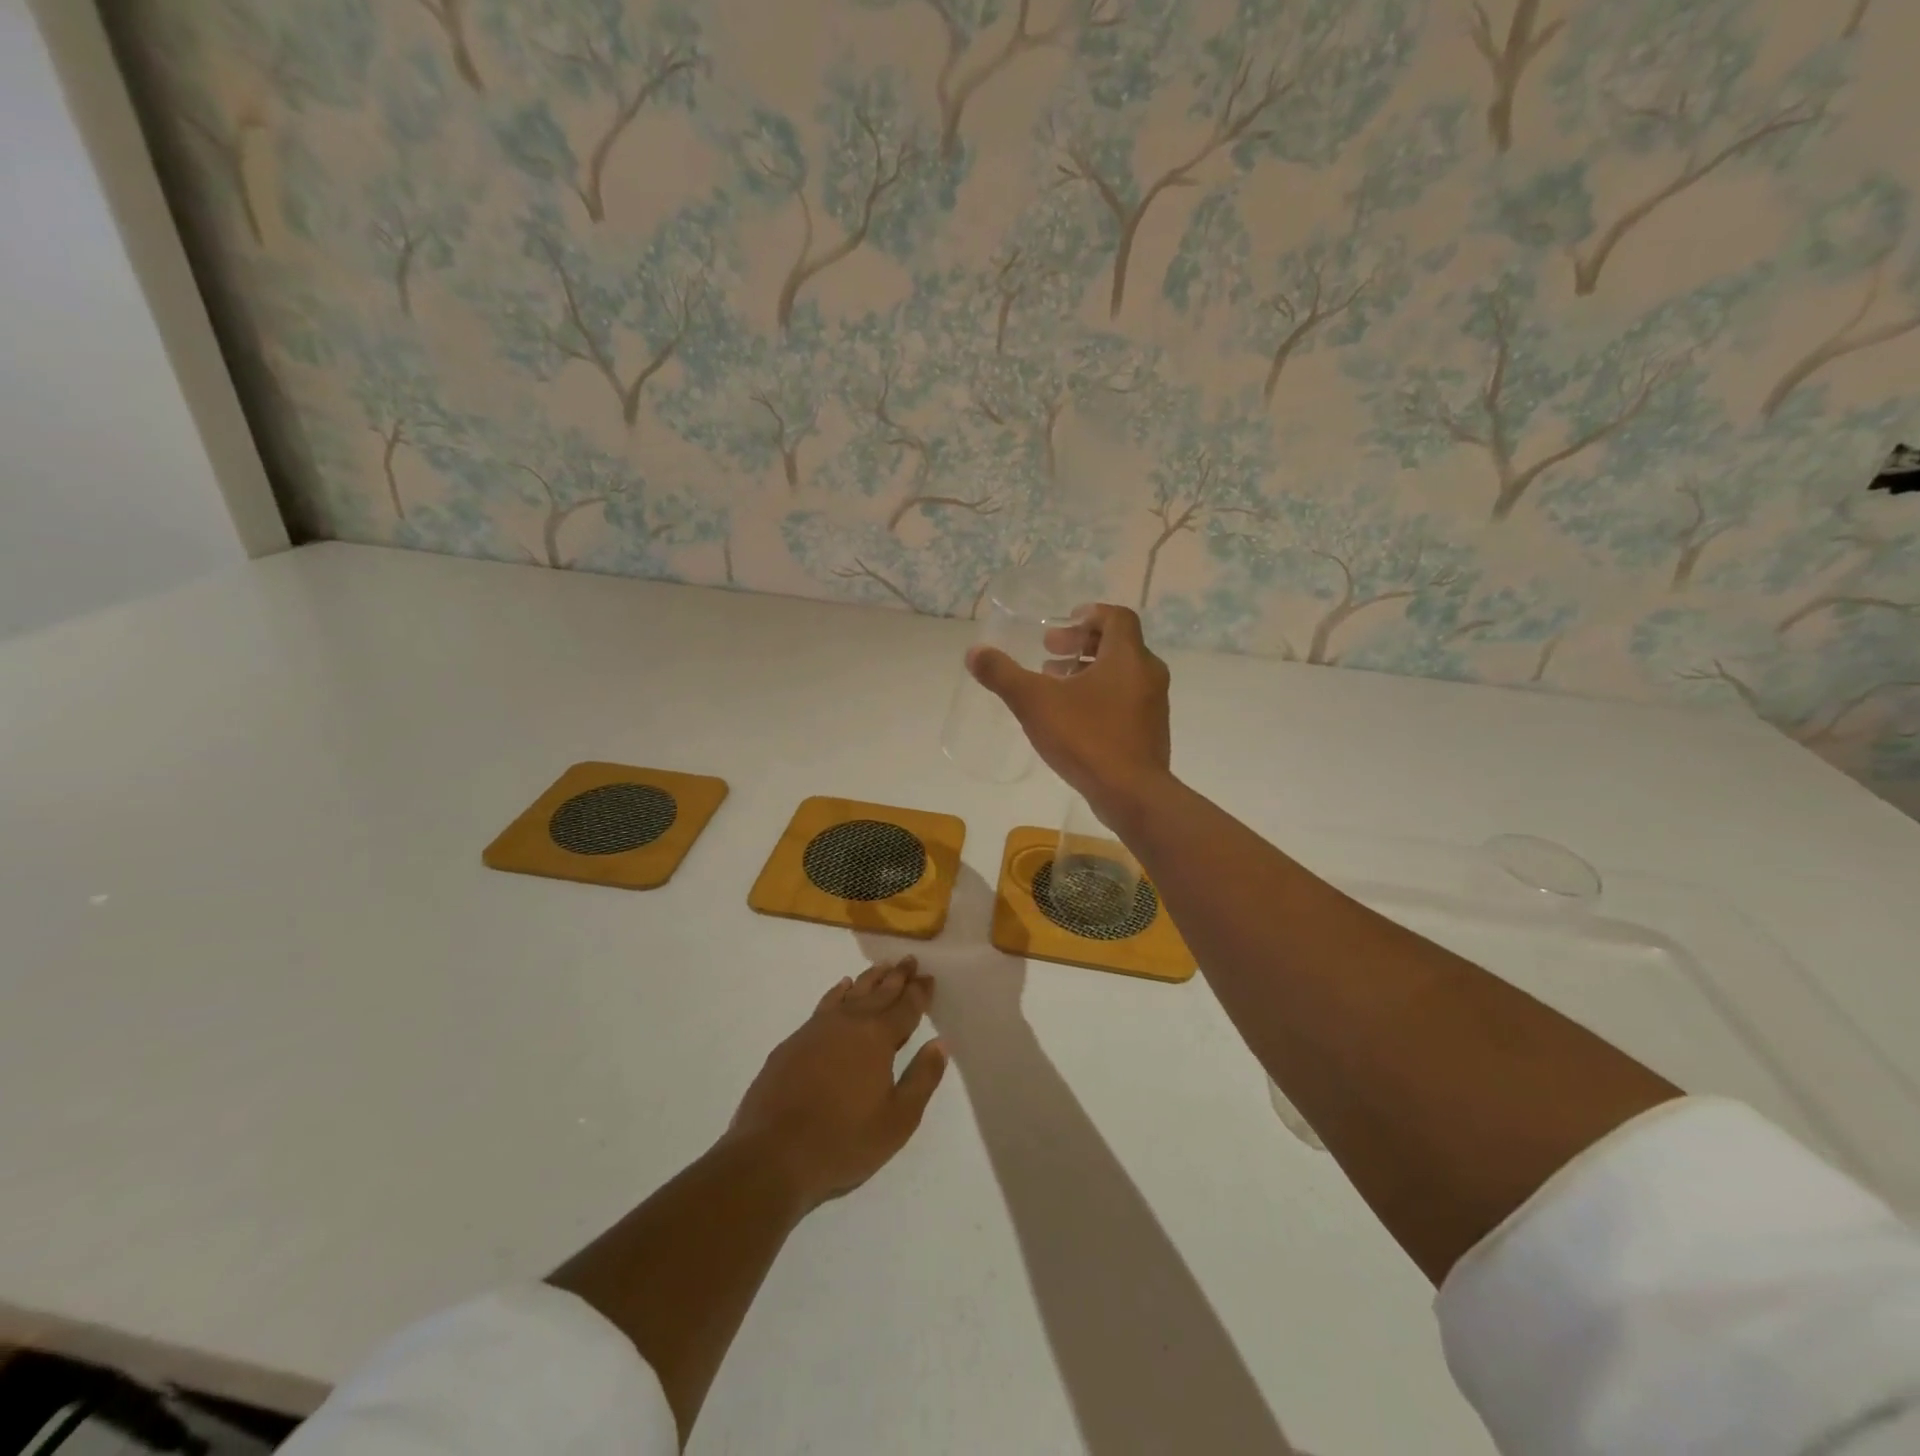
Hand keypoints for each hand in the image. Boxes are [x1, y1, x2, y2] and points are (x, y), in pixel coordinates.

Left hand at [728, 958, 946, 1212]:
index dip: (919, 992)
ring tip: (882, 966)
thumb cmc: (844, 1141)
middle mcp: (849, 1023)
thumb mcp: (898, 1120)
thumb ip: (922, 1078)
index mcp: (878, 1038)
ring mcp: (818, 1029)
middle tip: (909, 960)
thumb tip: (940, 1044)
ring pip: (851, 993)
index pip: (905, 1007)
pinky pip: (825, 1004)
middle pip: (879, 992)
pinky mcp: (794, 1041)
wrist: (772, 1154)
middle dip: (897, 977)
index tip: (928, 976)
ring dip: (869, 979)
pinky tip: (842, 986)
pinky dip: (838, 991)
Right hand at [967, 603, 1172, 821]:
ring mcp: (1153, 705)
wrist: (1132, 794)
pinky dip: (1101, 695)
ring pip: (1122, 674)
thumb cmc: (1086, 737)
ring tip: (1055, 684)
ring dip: (1089, 671)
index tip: (1062, 625)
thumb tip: (974, 653)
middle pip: (1118, 644)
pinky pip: (1126, 699)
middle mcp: (1147, 673)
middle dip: (1081, 644)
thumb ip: (1003, 675)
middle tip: (1049, 653)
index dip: (1089, 615)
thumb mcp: (1035, 702)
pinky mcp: (1151, 732)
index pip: (1116, 617)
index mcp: (1127, 656)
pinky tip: (1074, 718)